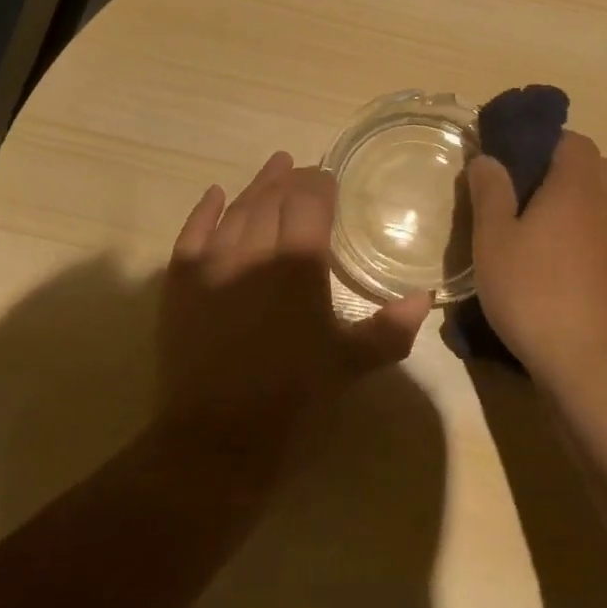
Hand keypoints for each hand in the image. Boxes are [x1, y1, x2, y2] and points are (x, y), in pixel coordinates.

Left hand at [158, 152, 432, 458]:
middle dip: (289, 180)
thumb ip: (390, 328)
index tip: (329, 177)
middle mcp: (254, 249)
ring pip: (236, 210)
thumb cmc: (293, 399)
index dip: (320, 183)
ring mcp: (213, 263)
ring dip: (255, 187)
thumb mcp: (350, 364)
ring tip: (272, 168)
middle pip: (273, 198)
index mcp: (298, 263)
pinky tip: (215, 195)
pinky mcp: (181, 283)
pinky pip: (192, 234)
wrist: (216, 439)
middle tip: (300, 168)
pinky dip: (204, 211)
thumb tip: (425, 297)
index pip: (310, 201)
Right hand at [465, 131, 606, 384]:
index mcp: (576, 188)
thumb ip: (490, 193)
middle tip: (530, 193)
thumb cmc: (533, 292)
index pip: (575, 141)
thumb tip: (488, 158)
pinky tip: (559, 272)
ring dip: (578, 207)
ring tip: (539, 235)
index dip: (547, 142)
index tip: (518, 159)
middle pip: (599, 168)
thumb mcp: (493, 240)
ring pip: (605, 205)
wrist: (590, 363)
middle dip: (568, 170)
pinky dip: (587, 241)